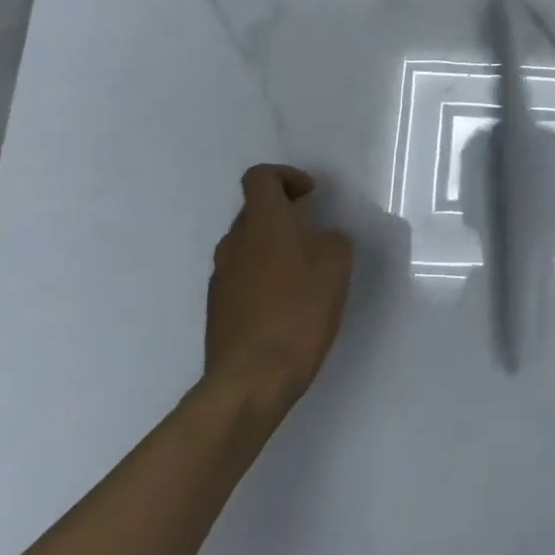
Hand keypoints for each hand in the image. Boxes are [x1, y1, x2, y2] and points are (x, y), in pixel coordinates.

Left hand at [204, 165, 353, 413]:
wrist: (252, 377)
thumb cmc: (300, 307)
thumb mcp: (337, 261)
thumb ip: (330, 238)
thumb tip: (319, 239)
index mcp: (262, 220)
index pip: (261, 177)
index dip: (287, 177)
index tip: (311, 196)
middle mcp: (234, 242)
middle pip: (254, 211)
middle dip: (284, 215)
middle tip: (315, 235)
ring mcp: (221, 277)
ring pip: (248, 246)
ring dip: (274, 249)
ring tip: (305, 274)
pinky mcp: (218, 310)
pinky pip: (243, 278)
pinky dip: (264, 279)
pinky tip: (287, 305)